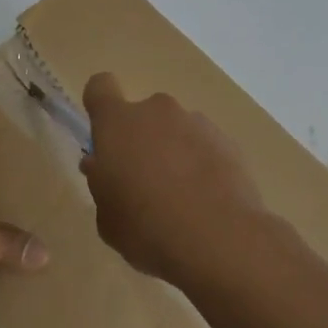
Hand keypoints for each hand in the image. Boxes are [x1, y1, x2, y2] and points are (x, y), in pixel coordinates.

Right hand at [79, 73, 266, 286]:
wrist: (220, 239)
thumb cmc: (147, 229)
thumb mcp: (108, 218)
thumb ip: (101, 184)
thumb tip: (101, 166)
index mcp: (119, 123)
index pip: (100, 87)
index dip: (100, 104)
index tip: (104, 136)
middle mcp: (157, 111)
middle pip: (143, 115)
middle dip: (141, 141)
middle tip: (143, 184)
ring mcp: (196, 122)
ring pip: (176, 131)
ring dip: (173, 153)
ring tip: (181, 199)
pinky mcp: (227, 141)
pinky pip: (204, 146)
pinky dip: (202, 165)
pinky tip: (206, 201)